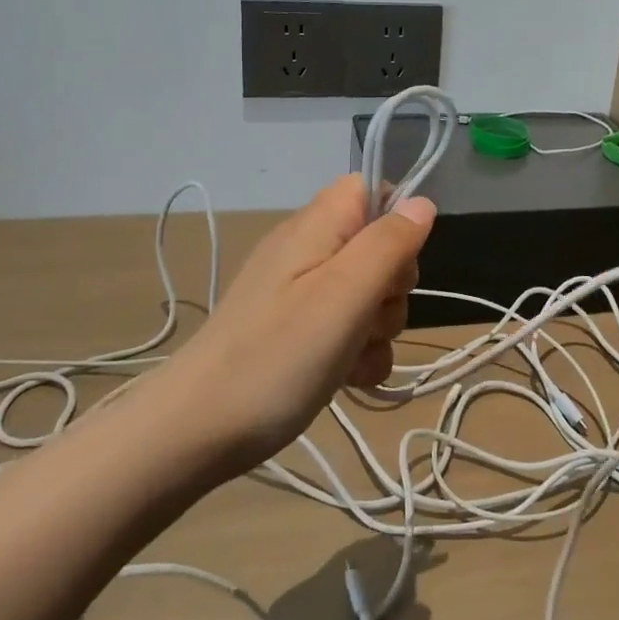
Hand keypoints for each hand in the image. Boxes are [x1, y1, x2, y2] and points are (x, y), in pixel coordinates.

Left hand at [173, 174, 434, 472]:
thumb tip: (421, 202)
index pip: (370, 189)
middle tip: (368, 317)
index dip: (395, 219)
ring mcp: (302, 295)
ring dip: (377, 329)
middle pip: (379, 247)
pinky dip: (358, 354)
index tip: (395, 263)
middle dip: (392, 287)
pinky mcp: (298, 333)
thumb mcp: (345, 294)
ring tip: (352, 357)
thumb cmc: (278, 355)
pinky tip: (348, 379)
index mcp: (316, 227)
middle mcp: (308, 251)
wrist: (197, 431)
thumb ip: (388, 243)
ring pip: (370, 296)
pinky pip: (349, 330)